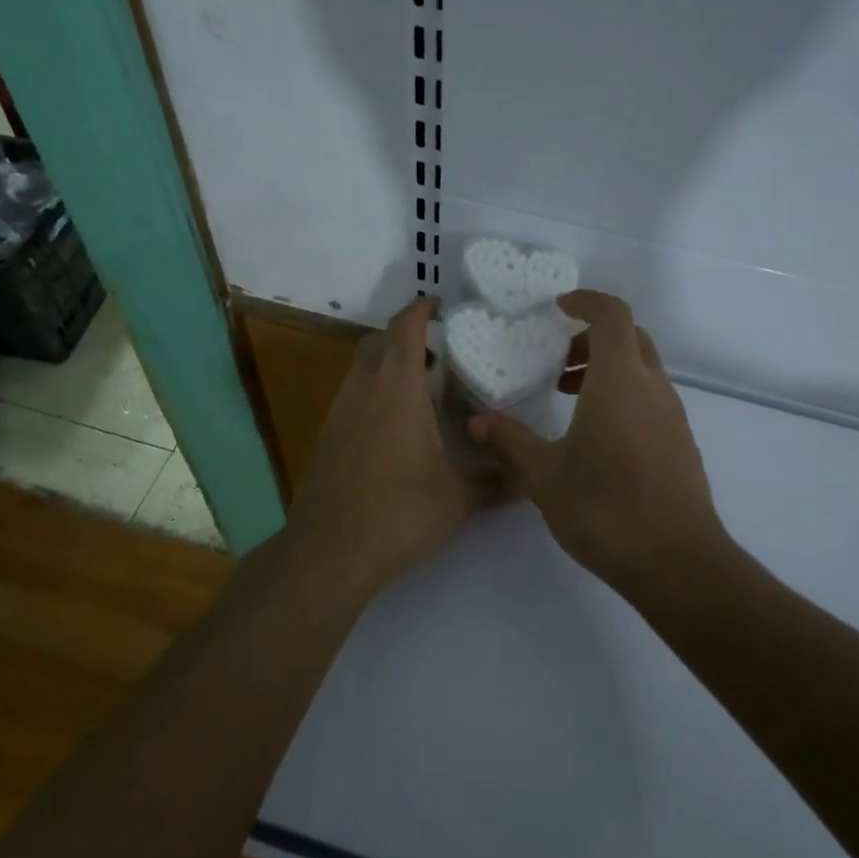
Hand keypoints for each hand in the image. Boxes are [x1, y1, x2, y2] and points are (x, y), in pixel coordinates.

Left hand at [284, 296, 502, 599]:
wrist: (329, 553)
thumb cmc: (398, 515)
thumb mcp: (458, 500)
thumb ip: (498, 484)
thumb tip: (531, 479)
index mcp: (397, 390)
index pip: (405, 329)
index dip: (421, 309)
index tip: (441, 305)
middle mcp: (363, 391)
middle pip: (377, 342)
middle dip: (405, 337)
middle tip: (439, 353)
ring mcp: (339, 413)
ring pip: (360, 369)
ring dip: (386, 365)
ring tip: (421, 389)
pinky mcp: (327, 438)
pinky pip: (351, 396)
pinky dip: (373, 393)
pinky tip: (395, 427)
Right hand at [467, 291, 726, 590]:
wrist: (675, 561)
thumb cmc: (604, 508)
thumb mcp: (544, 474)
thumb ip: (510, 441)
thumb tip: (475, 422)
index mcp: (619, 380)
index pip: (612, 314)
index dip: (586, 301)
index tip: (557, 309)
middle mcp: (652, 387)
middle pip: (630, 336)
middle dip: (593, 336)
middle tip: (557, 361)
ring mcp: (672, 414)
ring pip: (643, 368)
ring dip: (608, 368)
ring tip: (569, 397)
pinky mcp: (681, 441)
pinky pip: (651, 397)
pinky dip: (624, 393)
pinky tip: (598, 434)